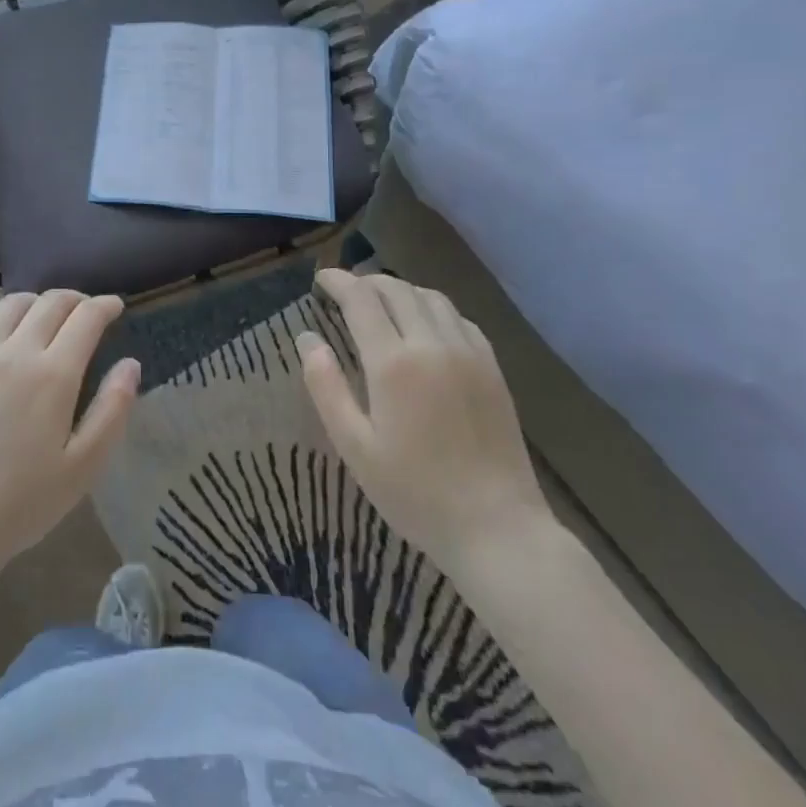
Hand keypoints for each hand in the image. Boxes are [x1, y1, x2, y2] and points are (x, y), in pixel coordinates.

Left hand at [0, 290, 139, 578]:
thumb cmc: (23, 501)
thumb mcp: (84, 466)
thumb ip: (113, 409)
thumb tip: (131, 364)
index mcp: (53, 374)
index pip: (85, 317)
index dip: (105, 306)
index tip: (116, 307)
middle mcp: (16, 350)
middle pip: (52, 301)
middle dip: (78, 299)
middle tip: (89, 312)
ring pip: (16, 303)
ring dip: (42, 302)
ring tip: (52, 319)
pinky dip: (9, 316)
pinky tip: (13, 337)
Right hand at [300, 270, 550, 571]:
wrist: (498, 527)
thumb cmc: (415, 492)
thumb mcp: (354, 446)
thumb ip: (326, 386)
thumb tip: (307, 338)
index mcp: (394, 363)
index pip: (361, 299)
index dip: (338, 281)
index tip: (321, 279)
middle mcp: (432, 345)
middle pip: (397, 289)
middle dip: (366, 281)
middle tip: (345, 290)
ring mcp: (468, 353)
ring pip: (431, 297)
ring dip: (400, 290)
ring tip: (381, 302)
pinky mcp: (492, 368)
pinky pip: (459, 318)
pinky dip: (433, 308)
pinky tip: (424, 325)